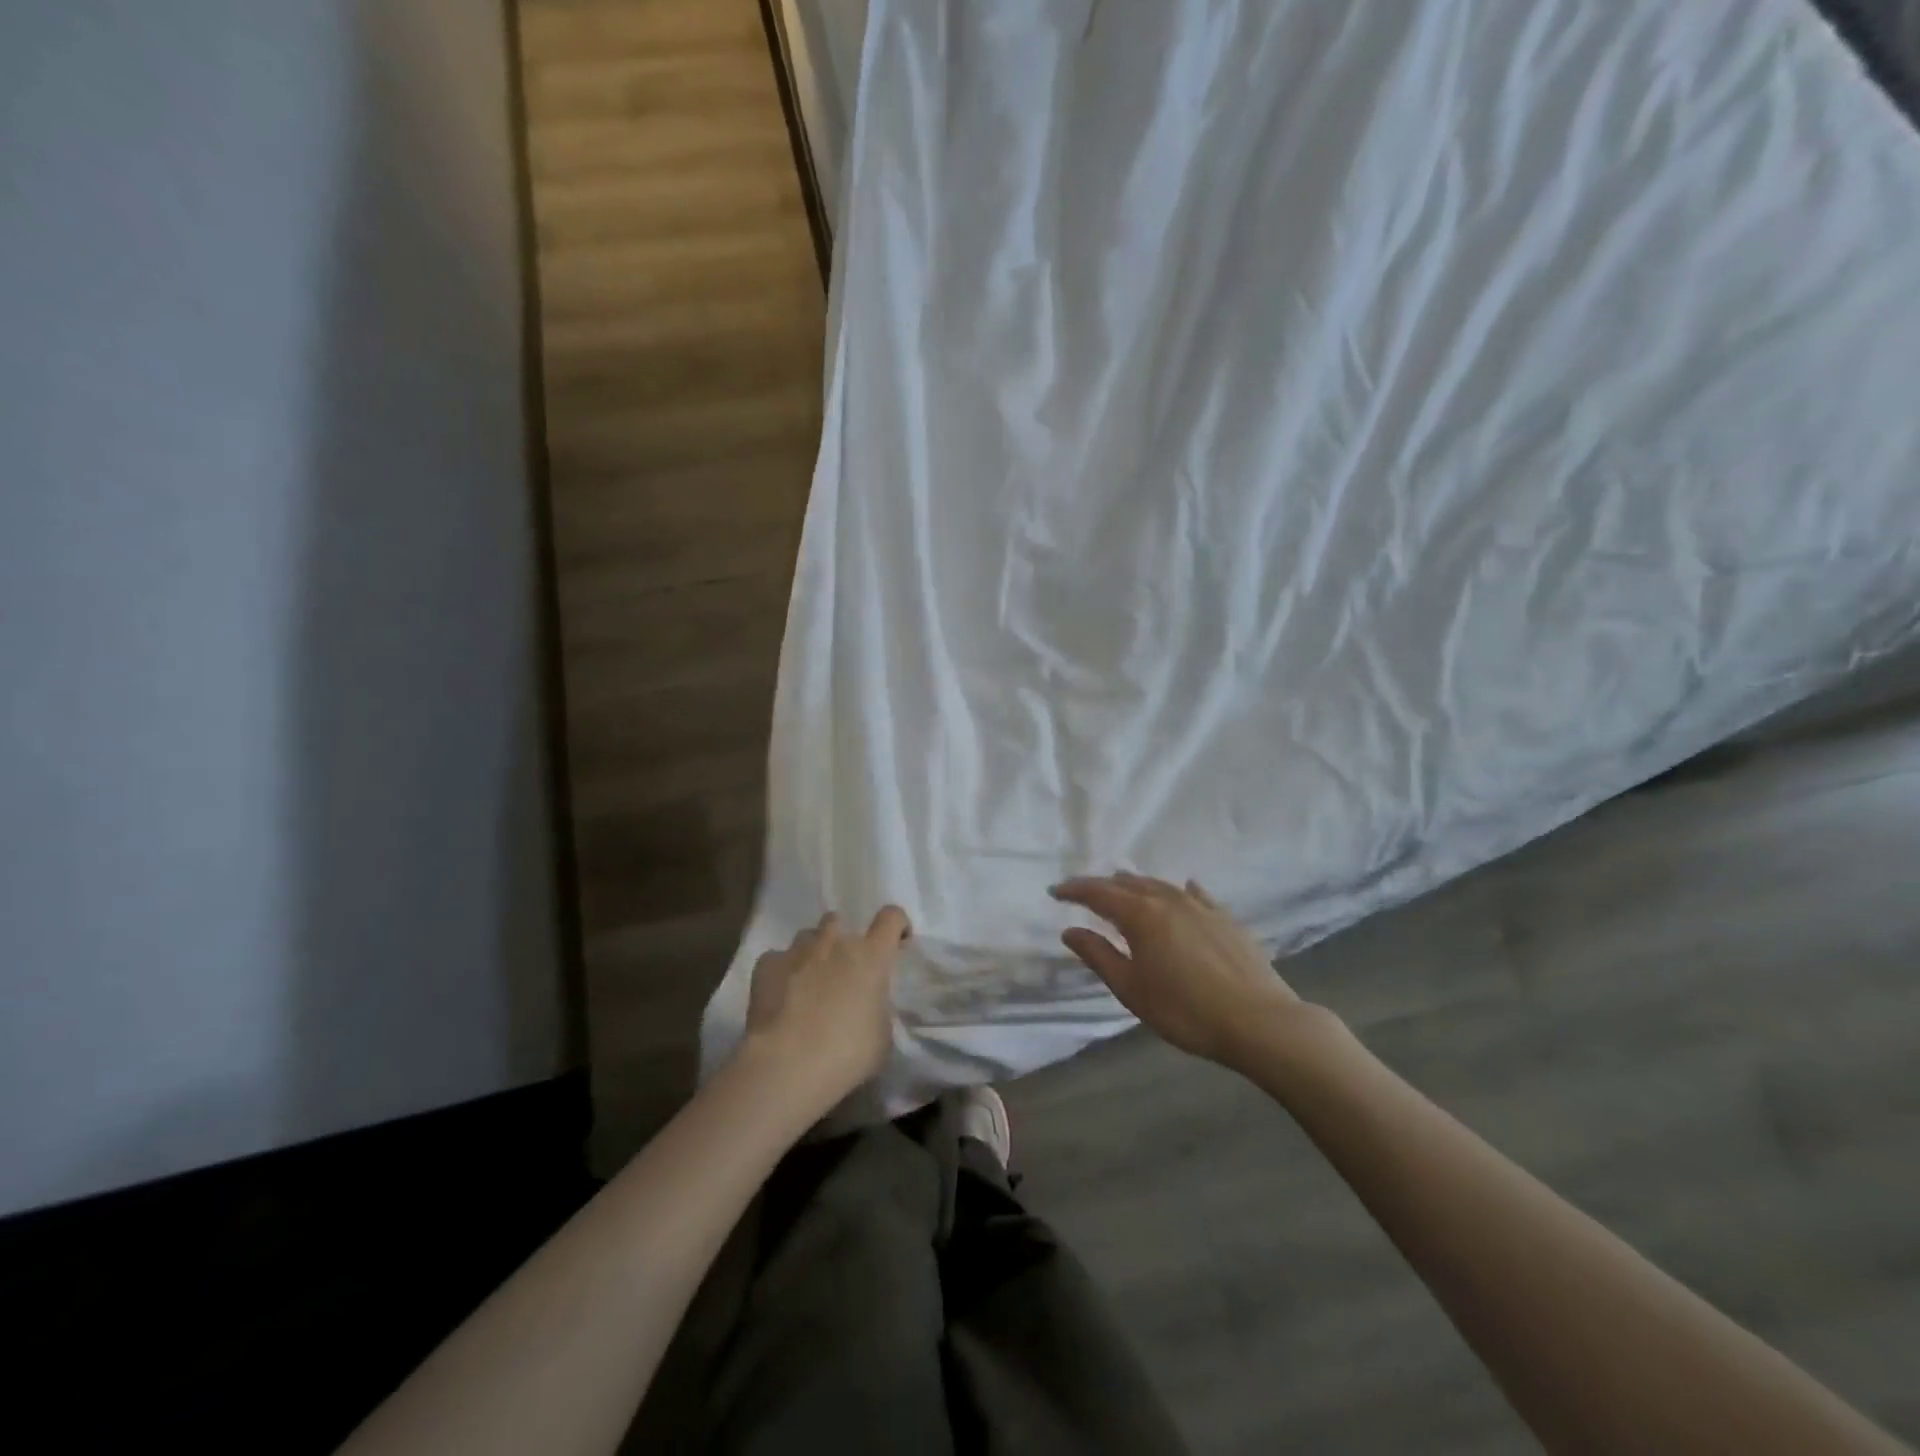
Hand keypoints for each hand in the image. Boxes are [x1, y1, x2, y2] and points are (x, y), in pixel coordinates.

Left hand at [739, 906, 910, 1111]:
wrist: (787, 1066)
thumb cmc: (847, 1054)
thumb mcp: (882, 1037)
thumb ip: (879, 1009)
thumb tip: (869, 1005)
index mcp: (871, 957)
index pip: (891, 918)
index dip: (896, 925)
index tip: (897, 941)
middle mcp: (835, 943)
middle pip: (840, 921)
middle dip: (842, 939)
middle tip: (842, 970)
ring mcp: (798, 951)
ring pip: (807, 936)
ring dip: (812, 952)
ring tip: (809, 981)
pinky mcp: (767, 966)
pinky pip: (777, 959)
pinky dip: (781, 972)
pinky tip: (780, 995)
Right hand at [1051, 873, 1307, 1067]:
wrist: (1259, 1021)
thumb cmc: (1185, 1010)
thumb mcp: (1132, 989)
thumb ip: (1099, 955)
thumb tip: (1070, 931)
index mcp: (1141, 915)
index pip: (1098, 893)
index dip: (1074, 890)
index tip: (1054, 892)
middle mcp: (1168, 899)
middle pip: (1129, 883)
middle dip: (1103, 886)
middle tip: (1085, 895)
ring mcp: (1201, 906)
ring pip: (1160, 885)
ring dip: (1137, 885)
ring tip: (1124, 890)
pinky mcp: (1225, 918)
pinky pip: (1194, 894)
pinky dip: (1177, 891)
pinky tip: (1182, 890)